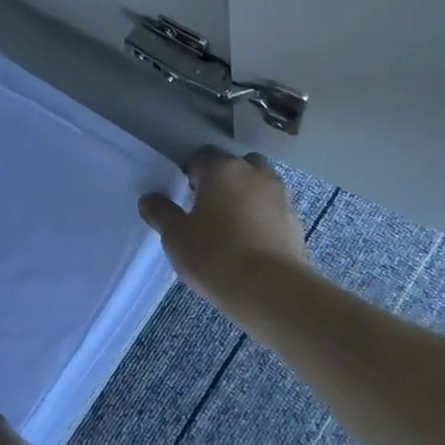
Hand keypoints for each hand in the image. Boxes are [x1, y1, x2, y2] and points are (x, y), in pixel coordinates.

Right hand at [138, 148, 310, 306]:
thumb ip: (162, 213)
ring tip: (232, 226)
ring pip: (259, 185)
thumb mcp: (176, 237)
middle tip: (208, 207)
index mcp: (221, 170)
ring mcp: (279, 195)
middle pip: (235, 165)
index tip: (184, 196)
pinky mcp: (295, 220)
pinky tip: (252, 243)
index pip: (201, 156)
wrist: (270, 288)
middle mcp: (254, 173)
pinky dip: (263, 217)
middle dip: (223, 180)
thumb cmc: (215, 255)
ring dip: (246, 196)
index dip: (191, 174)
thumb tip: (149, 199)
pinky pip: (273, 209)